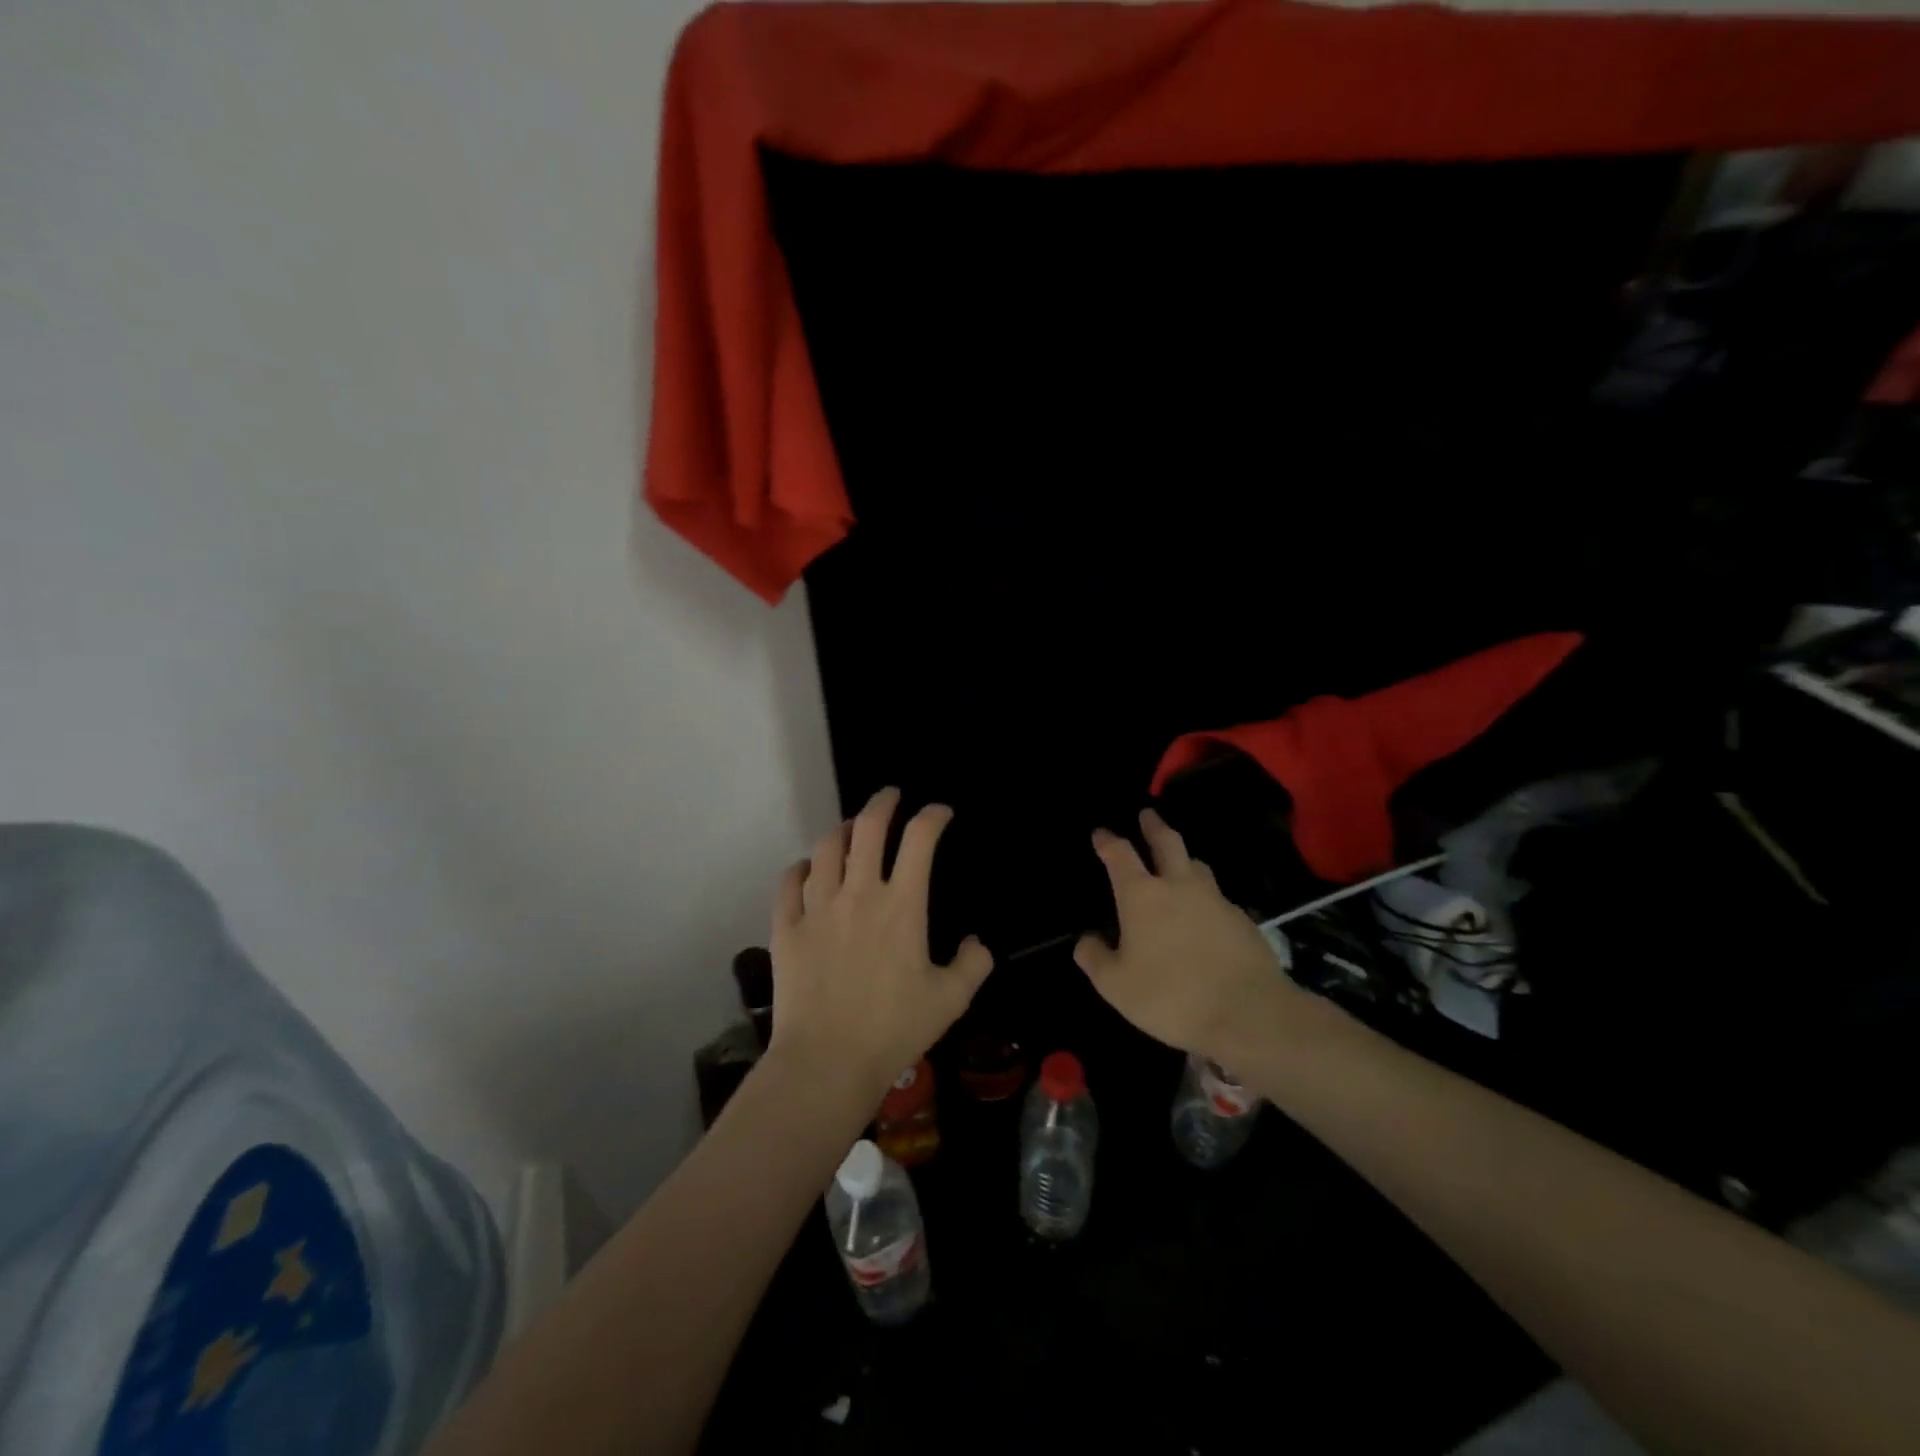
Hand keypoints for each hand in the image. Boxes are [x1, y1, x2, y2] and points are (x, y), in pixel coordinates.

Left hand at [769, 787, 993, 1100]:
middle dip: (883, 803)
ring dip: (842, 831)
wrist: (827, 1061)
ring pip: (826, 848)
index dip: (933, 816)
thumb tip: (975, 942)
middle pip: (868, 828)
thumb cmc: (894, 1029)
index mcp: (902, 905)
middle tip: (890, 796)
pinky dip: (801, 867)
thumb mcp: (950, 1000)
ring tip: (851, 830)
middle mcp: (859, 893)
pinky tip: (808, 868)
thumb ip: (973, 964)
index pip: (920, 840)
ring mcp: (818, 907)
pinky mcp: (786, 927)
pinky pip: (789, 883)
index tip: (940, 813)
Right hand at [1074, 808, 1300, 1065]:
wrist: (1249, 1013)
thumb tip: (1086, 940)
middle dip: (1153, 826)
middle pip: (1167, 842)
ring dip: (1183, 856)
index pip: (1120, 855)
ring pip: (1196, 864)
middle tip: (1147, 814)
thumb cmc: (1172, 997)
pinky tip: (1205, 911)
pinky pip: (1218, 896)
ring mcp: (1215, 899)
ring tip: (1177, 860)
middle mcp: (1178, 886)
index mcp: (1142, 896)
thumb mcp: (1116, 986)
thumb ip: (1095, 959)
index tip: (1101, 832)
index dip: (1108, 841)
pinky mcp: (1242, 919)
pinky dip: (1205, 894)